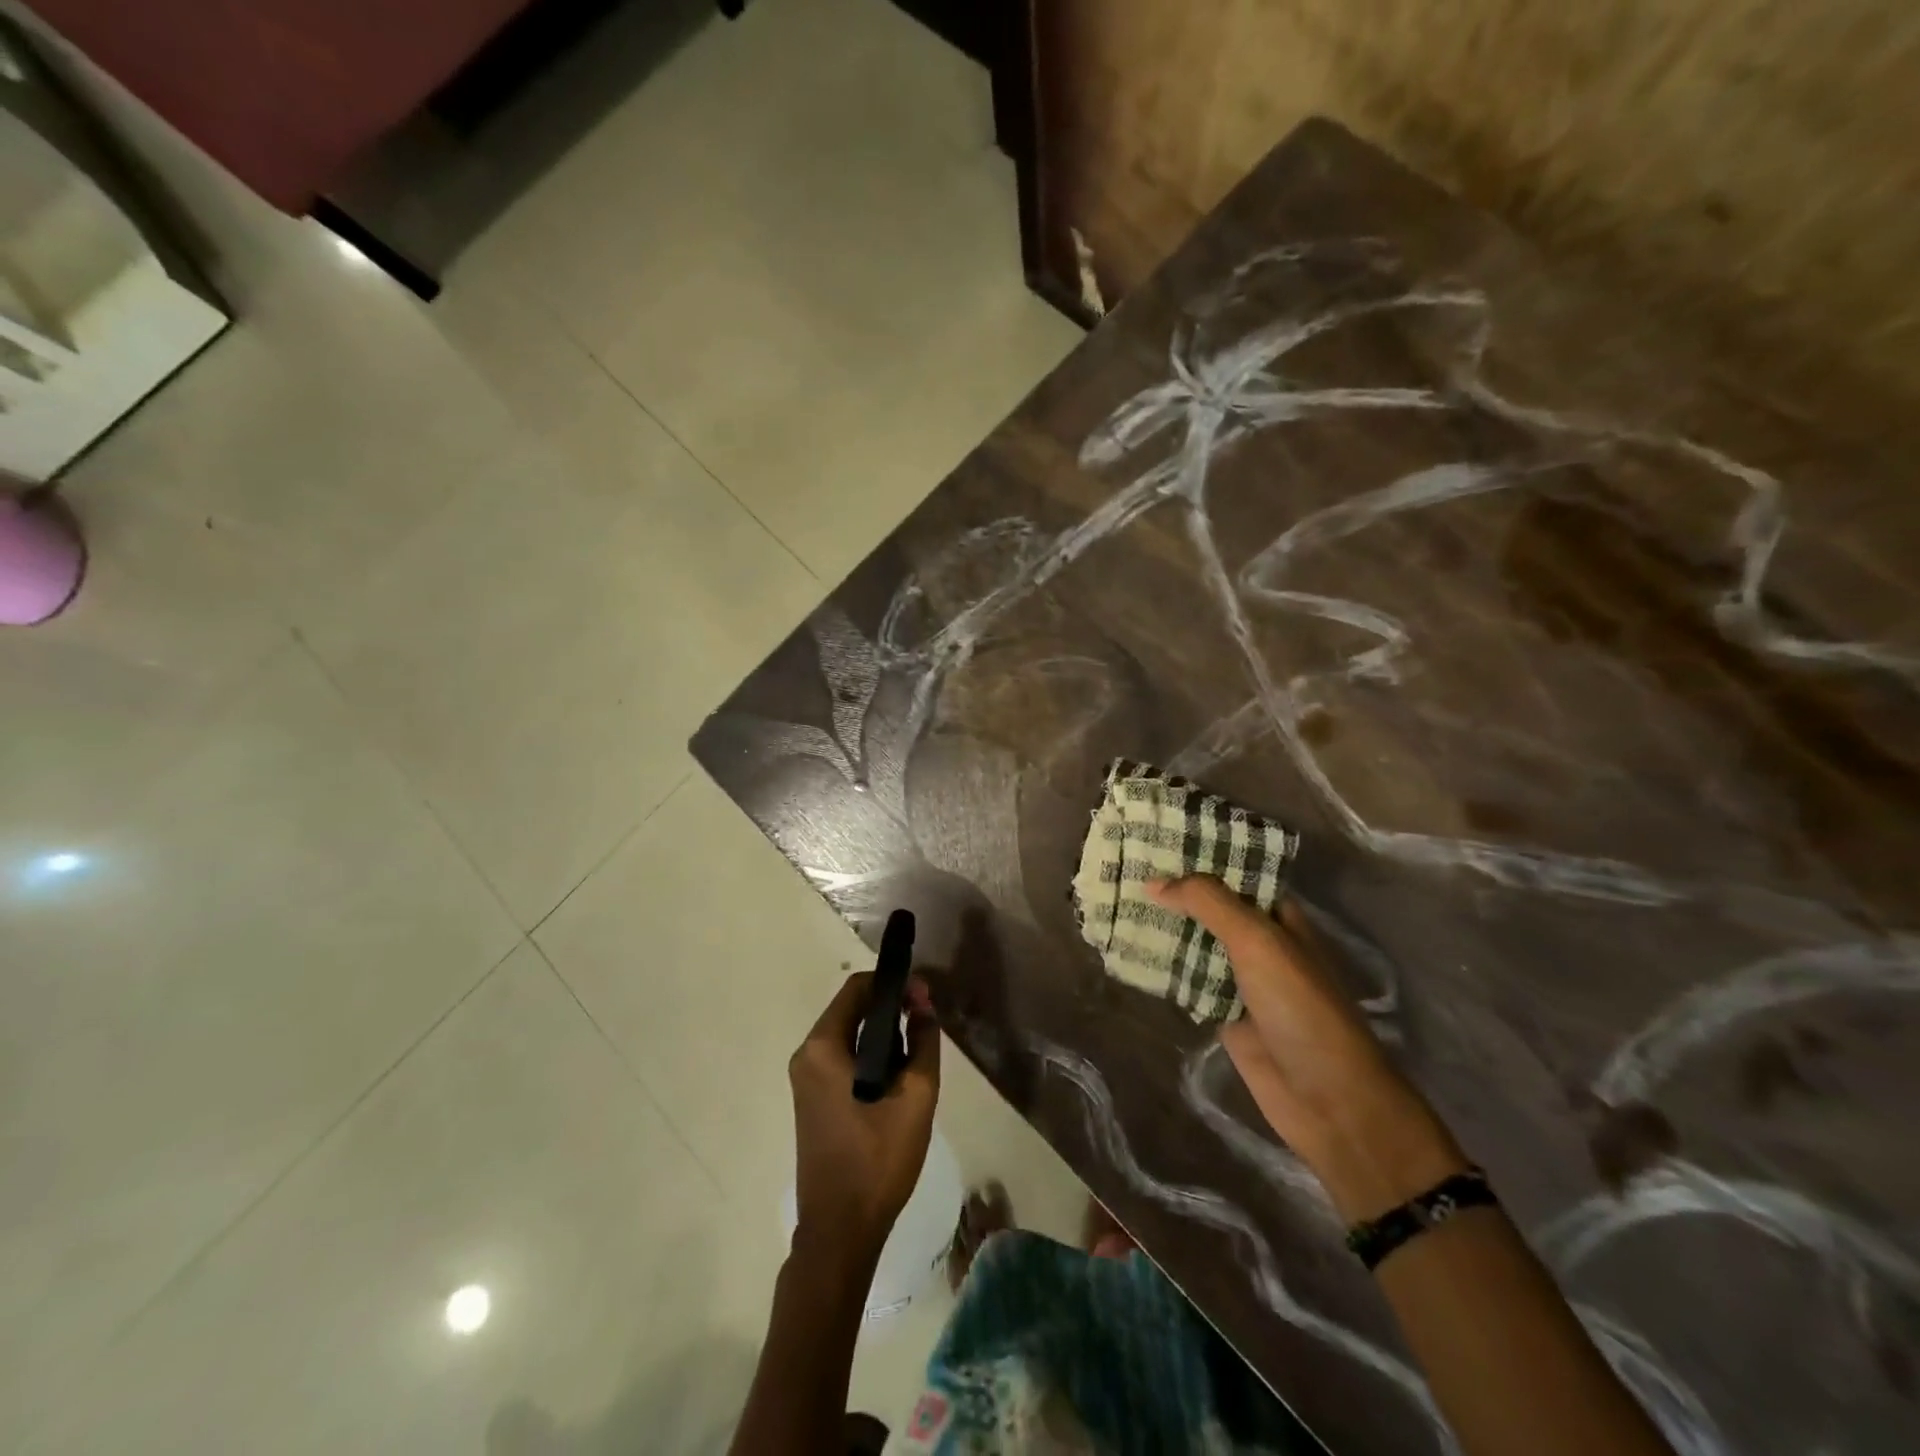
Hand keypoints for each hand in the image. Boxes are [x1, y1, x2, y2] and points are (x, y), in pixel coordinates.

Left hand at [788, 972, 940, 1259]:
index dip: (894, 984)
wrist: (840, 1231)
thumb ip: (923, 1041)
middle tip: (926, 1023)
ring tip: (917, 1052)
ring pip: (848, 1034)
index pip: (857, 988)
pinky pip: (842, 1058)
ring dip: (883, 1034)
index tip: (925, 997)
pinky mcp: (811, 1098)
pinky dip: (870, 1055)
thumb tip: (923, 1003)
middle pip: (851, 1008)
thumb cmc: (878, 1160)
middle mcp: (806, 1054)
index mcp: (823, 1047)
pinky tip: (897, 1077)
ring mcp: (805, 1078)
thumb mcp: (916, 1097)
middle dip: (891, 1008)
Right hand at [1148, 876, 1468, 1219]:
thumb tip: (1155, 882)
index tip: (1154, 840)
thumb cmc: (1301, 1007)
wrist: (1328, 1099)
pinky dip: (1162, 969)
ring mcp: (1240, 980)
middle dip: (1172, 892)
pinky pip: (1187, 982)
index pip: (1233, 874)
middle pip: (1209, 908)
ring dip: (1163, 929)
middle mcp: (1259, 943)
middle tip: (1122, 870)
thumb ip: (1209, 904)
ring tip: (1116, 903)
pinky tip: (1127, 953)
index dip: (1198, 857)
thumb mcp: (1258, 942)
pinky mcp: (1223, 1013)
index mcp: (1278, 917)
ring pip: (1194, 943)